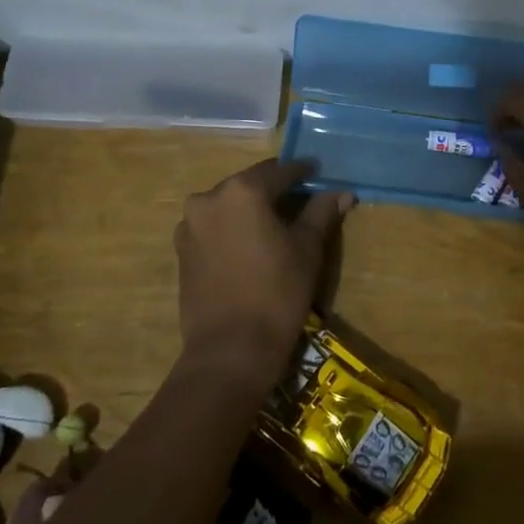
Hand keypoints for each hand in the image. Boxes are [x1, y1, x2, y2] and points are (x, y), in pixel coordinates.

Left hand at [173, 158, 353, 390]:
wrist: (229, 351)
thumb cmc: (277, 293)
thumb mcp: (307, 249)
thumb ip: (321, 213)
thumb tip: (341, 192)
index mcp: (242, 191)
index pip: (279, 171)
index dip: (302, 172)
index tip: (318, 174)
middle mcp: (209, 198)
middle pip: (250, 184)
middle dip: (274, 190)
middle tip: (299, 200)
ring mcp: (190, 225)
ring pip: (228, 205)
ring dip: (250, 209)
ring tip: (274, 225)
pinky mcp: (181, 250)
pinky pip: (213, 227)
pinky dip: (232, 228)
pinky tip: (250, 245)